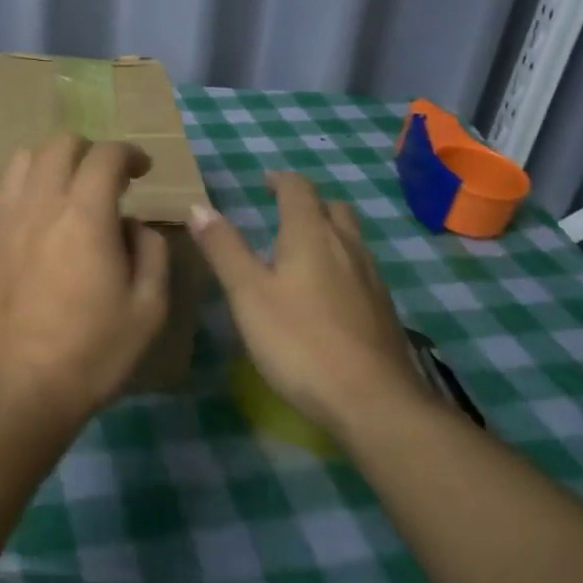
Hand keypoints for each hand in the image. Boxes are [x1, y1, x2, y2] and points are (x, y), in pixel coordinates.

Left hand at [0, 134, 170, 424]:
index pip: (105, 156)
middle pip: (60, 144)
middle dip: (90, 150)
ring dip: (52, 162)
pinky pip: (1, 191)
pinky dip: (23, 186)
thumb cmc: (91, 352)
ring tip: (67, 189)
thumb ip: (151, 252)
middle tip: (107, 178)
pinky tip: (34, 215)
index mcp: (85, 215)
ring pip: (23, 159)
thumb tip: (134, 225)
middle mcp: (40, 203)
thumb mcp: (148, 309)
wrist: (17, 388)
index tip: (142, 170)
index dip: (129, 153)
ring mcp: (3, 219)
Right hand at [188, 173, 423, 427]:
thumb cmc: (300, 341)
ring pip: (351, 238)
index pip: (299, 189)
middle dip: (308, 203)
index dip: (280, 181)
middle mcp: (347, 246)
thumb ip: (224, 249)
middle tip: (282, 212)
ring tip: (301, 249)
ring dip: (327, 231)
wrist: (373, 401)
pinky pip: (360, 268)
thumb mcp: (248, 294)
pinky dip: (340, 262)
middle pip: (333, 208)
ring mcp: (371, 278)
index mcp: (311, 235)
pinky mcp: (383, 309)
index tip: (264, 183)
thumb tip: (199, 207)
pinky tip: (326, 292)